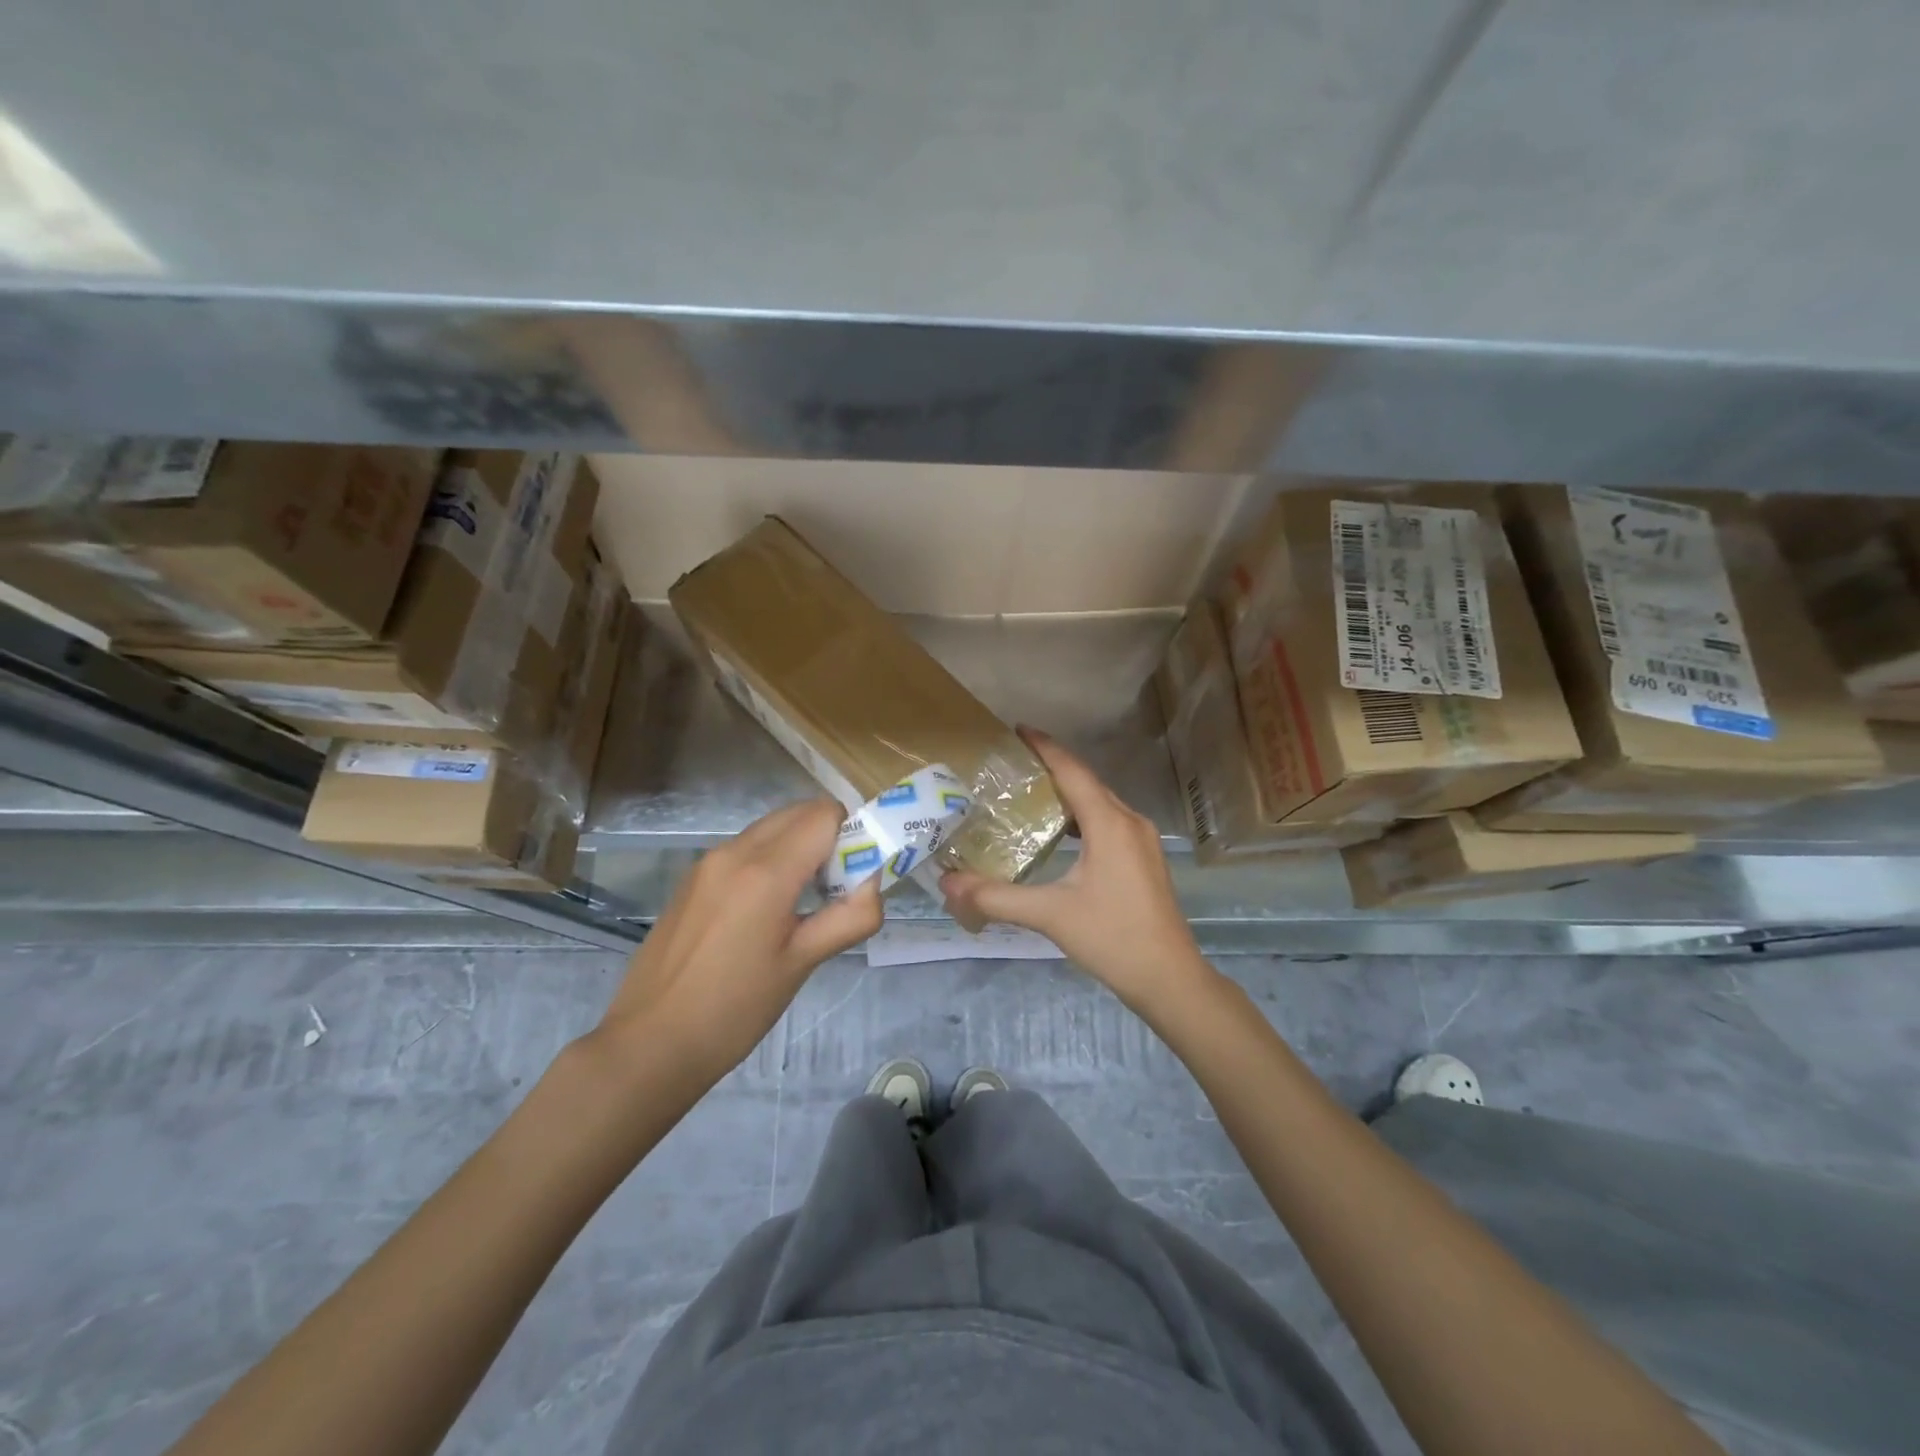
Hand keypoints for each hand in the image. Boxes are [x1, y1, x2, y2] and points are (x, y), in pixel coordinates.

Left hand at [595, 799, 883, 1078]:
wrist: (649, 1043)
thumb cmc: (734, 1009)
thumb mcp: (802, 964)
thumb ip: (850, 917)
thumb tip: (873, 885)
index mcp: (766, 871)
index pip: (825, 814)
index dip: (851, 836)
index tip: (853, 878)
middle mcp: (735, 851)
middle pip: (799, 813)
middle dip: (828, 838)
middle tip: (833, 891)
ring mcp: (708, 861)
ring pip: (771, 828)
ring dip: (799, 848)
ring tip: (799, 906)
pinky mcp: (692, 877)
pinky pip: (745, 848)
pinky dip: (770, 859)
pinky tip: (763, 913)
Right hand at [941, 727, 1213, 1016]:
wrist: (1169, 978)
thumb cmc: (1112, 938)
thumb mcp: (1050, 914)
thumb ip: (996, 897)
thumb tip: (948, 883)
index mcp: (1110, 823)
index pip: (1072, 770)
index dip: (1044, 747)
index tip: (1016, 730)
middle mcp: (1129, 821)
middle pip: (1087, 781)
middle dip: (1051, 767)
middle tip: (1011, 764)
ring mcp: (1141, 840)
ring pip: (1099, 802)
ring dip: (1067, 792)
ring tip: (1029, 792)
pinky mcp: (1144, 858)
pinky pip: (1108, 821)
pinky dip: (1081, 816)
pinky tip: (1060, 832)